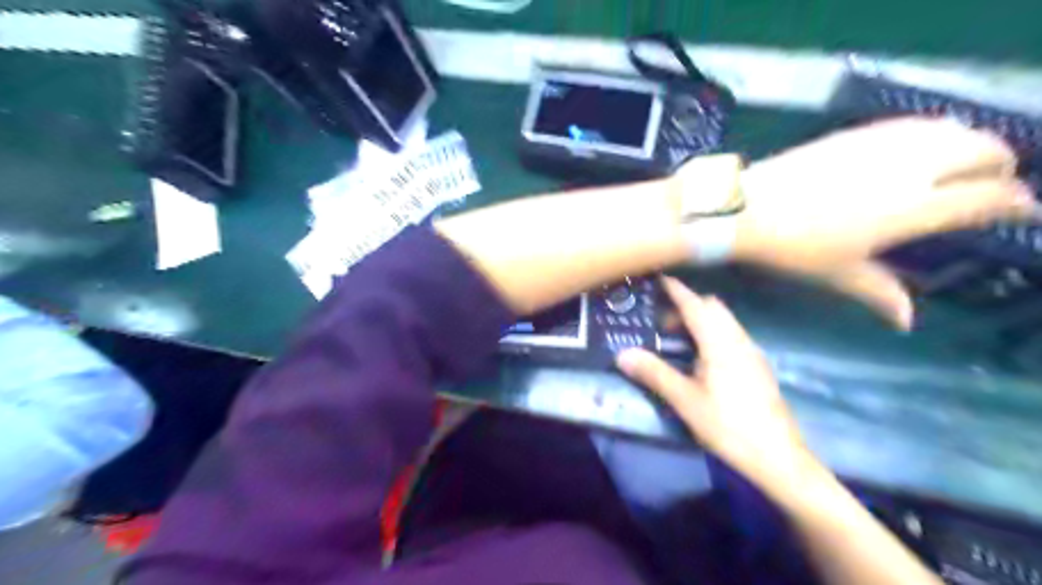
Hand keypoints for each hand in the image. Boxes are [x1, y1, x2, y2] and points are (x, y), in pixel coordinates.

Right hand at [616, 275, 821, 492]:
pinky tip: (702, 360)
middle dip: (688, 306)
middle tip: (663, 324)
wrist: (778, 458)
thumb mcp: (685, 401)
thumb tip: (622, 354)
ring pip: (725, 322)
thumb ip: (654, 373)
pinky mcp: (758, 368)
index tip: (660, 278)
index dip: (677, 290)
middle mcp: (739, 340)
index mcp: (720, 343)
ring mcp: (752, 353)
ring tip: (678, 341)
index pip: (696, 305)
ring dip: (701, 321)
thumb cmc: (728, 426)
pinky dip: (713, 334)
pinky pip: (732, 336)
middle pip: (713, 308)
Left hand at [691, 115, 1033, 327]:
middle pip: (982, 153)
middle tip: (996, 184)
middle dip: (1000, 167)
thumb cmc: (793, 247)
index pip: (985, 199)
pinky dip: (933, 130)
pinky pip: (910, 124)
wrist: (747, 208)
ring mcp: (881, 145)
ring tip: (969, 161)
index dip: (1015, 204)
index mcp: (914, 208)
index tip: (1025, 212)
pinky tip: (926, 141)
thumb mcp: (839, 274)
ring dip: (972, 143)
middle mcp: (910, 169)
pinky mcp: (854, 134)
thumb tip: (907, 321)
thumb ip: (879, 294)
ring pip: (951, 131)